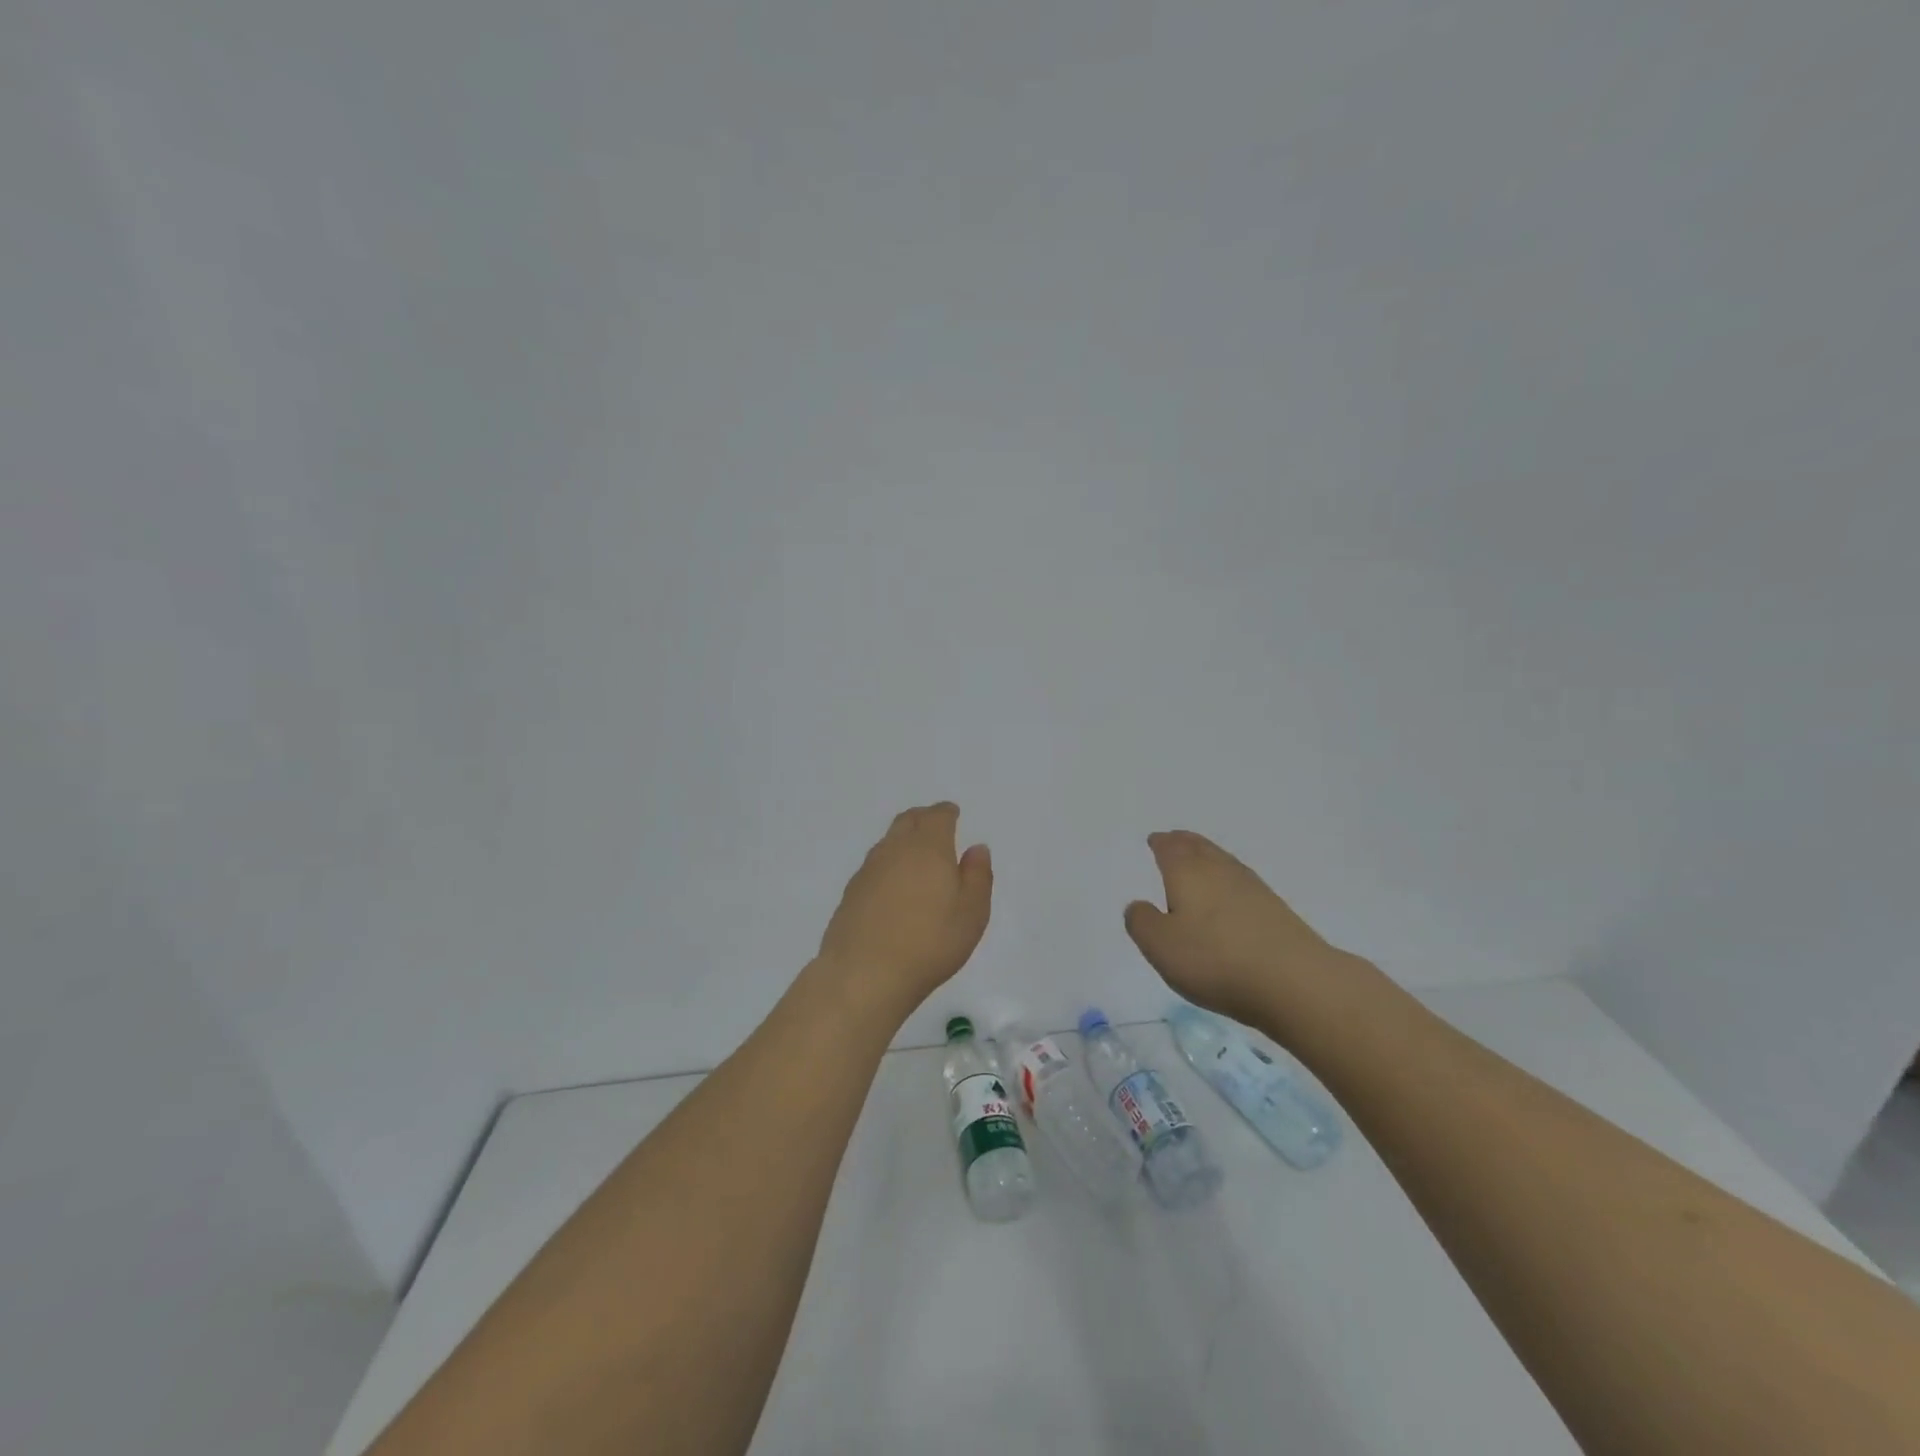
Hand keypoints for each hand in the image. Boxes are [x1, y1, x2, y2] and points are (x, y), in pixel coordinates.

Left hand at [816, 802, 992, 1016]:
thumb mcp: (971, 913)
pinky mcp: (851, 892)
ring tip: (915, 854)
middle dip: (923, 818)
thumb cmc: (929, 943)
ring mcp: (868, 870)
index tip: (952, 814)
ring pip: (888, 841)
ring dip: (903, 839)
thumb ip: (977, 876)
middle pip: (908, 821)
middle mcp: (895, 849)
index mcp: (928, 847)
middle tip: (934, 825)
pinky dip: (888, 864)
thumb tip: (976, 848)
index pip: (937, 816)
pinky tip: (893, 884)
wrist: (864, 974)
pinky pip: (874, 865)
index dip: (946, 813)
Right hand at [1124, 830, 1369, 1028]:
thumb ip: (1142, 922)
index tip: (1155, 840)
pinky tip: (1229, 894)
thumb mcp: (1161, 946)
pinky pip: (1242, 883)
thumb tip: (1139, 905)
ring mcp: (1252, 889)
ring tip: (1199, 861)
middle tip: (1175, 840)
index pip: (1170, 848)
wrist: (1295, 982)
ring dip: (1208, 858)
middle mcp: (1220, 870)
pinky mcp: (1275, 911)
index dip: (1160, 843)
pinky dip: (1228, 881)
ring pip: (1223, 862)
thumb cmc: (1216, 959)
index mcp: (1188, 872)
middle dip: (1184, 842)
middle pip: (1200, 847)